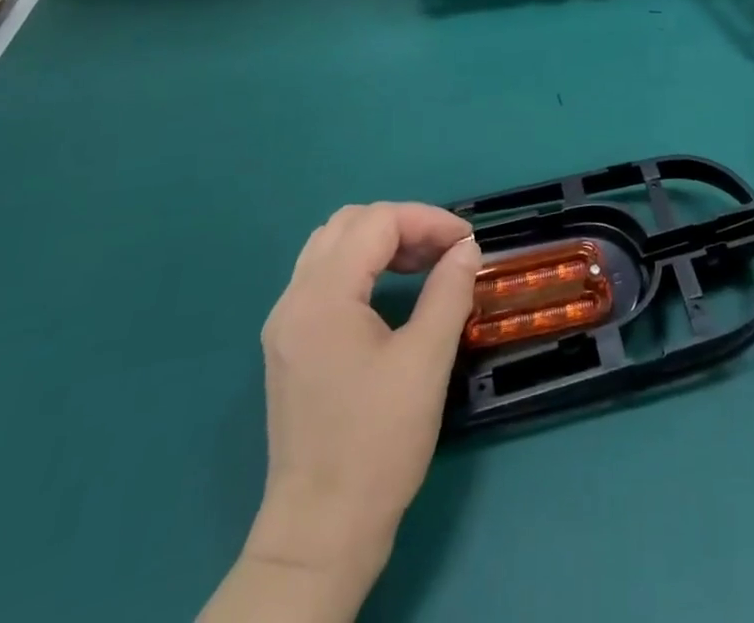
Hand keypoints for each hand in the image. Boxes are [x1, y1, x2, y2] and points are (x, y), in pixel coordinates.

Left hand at [246, 204, 481, 603]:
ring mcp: (286, 321)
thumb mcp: (426, 361)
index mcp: (323, 295)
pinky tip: (391, 291)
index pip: (376, 222)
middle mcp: (295, 297)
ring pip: (332, 246)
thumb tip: (467, 249)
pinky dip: (361, 266)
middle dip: (403, 225)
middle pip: (349, 223)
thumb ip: (449, 291)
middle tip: (445, 251)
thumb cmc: (378, 444)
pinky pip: (323, 276)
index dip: (427, 220)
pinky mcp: (289, 344)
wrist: (322, 533)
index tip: (467, 242)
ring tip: (424, 264)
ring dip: (380, 242)